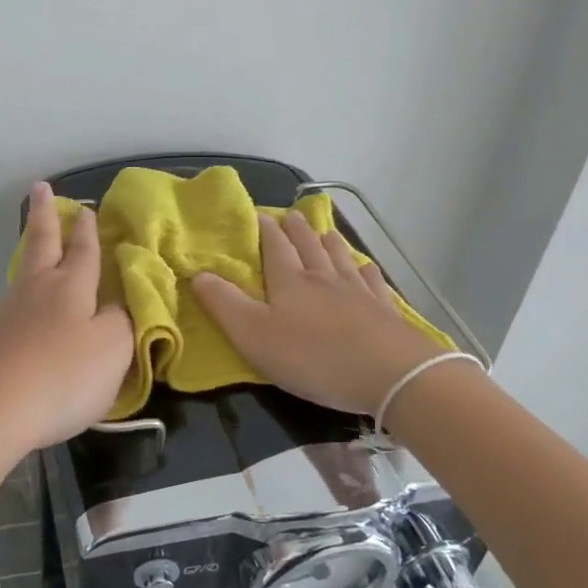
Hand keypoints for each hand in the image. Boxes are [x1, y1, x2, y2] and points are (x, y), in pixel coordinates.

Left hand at [0, 182, 134, 460]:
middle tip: (40, 187)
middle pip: (42, 244)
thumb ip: (122, 321)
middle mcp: (37, 290)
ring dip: (34, 251)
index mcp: (70, 287)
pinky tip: (28, 307)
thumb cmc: (61, 377)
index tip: (88, 207)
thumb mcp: (112, 350)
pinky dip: (26, 292)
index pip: (84, 250)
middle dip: (45, 215)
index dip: (89, 230)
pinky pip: (15, 304)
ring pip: (25, 271)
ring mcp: (8, 314)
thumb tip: (117, 303)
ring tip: (39, 244)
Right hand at [192, 210, 440, 414]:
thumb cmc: (312, 356)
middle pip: (308, 246)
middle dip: (297, 230)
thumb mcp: (253, 335)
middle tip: (291, 215)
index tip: (259, 214)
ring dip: (329, 243)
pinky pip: (373, 282)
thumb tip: (198, 273)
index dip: (265, 230)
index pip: (274, 246)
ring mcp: (358, 292)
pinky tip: (367, 269)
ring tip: (325, 232)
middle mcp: (323, 278)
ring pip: (340, 258)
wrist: (389, 373)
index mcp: (290, 281)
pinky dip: (366, 271)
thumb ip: (223, 304)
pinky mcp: (385, 311)